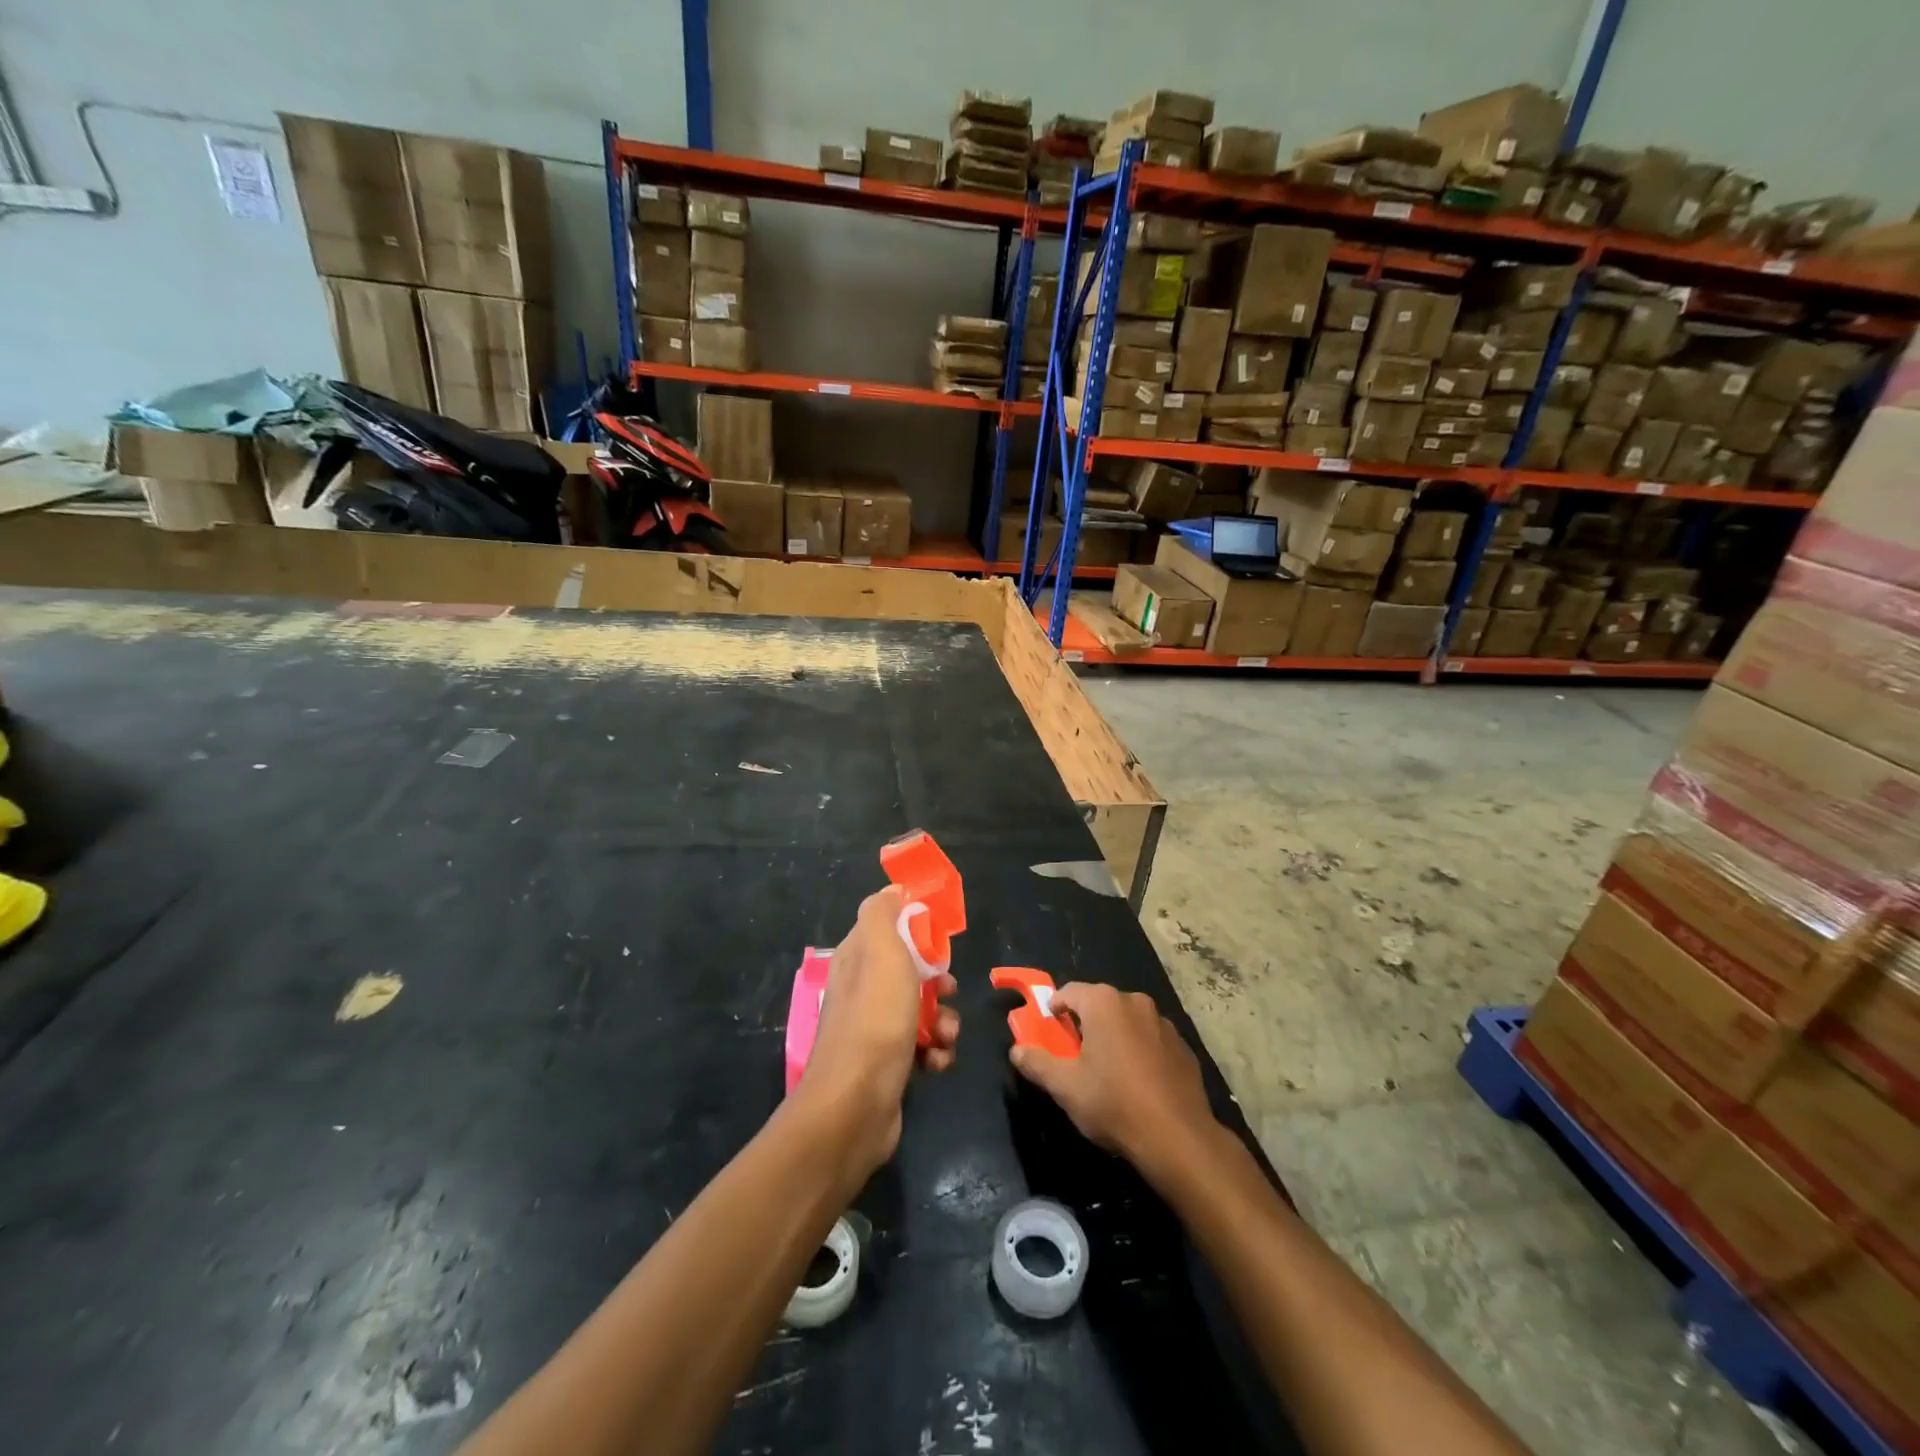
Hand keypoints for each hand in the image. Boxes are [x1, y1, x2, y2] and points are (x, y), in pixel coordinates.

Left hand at [795, 885, 960, 1175]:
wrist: (856, 1106)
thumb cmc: (874, 1020)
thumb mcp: (880, 951)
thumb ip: (884, 914)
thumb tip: (893, 889)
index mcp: (856, 958)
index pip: (889, 928)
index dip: (917, 929)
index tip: (940, 939)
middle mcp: (862, 989)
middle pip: (912, 970)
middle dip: (939, 980)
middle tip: (947, 991)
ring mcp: (874, 1029)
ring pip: (923, 1009)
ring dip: (945, 1020)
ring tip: (946, 1036)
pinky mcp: (889, 1064)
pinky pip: (923, 1045)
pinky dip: (937, 1051)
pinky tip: (938, 1061)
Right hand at [1009, 982, 1216, 1177]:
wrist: (1178, 1138)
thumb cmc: (1113, 1103)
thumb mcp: (1065, 1087)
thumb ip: (1037, 1063)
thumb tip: (1017, 1050)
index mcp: (1103, 1003)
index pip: (1068, 992)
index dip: (1054, 1010)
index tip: (1048, 1032)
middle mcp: (1135, 1002)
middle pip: (1099, 1004)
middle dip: (1085, 1024)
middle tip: (1075, 1056)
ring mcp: (1163, 1023)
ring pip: (1127, 1022)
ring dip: (1114, 1037)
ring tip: (1108, 1072)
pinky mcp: (1183, 1047)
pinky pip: (1151, 1040)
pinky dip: (1140, 1052)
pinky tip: (1138, 1084)